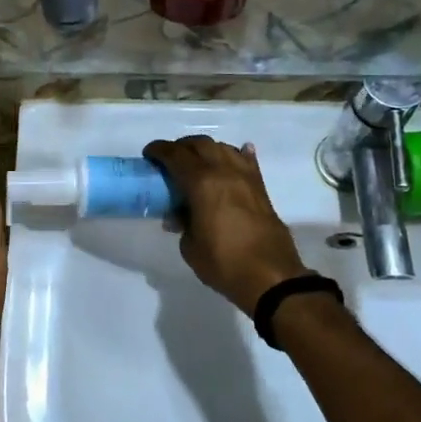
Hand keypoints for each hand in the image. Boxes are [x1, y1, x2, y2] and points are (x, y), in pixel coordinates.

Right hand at [142, 136, 307, 316]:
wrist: (271, 277)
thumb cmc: (224, 263)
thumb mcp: (191, 247)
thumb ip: (183, 223)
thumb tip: (180, 215)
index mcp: (202, 183)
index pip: (176, 155)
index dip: (159, 150)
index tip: (149, 154)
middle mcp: (224, 171)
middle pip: (200, 144)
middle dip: (182, 146)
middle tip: (170, 159)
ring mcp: (246, 177)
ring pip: (223, 148)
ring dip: (206, 150)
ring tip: (197, 162)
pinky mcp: (261, 188)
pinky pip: (247, 162)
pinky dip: (237, 155)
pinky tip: (235, 156)